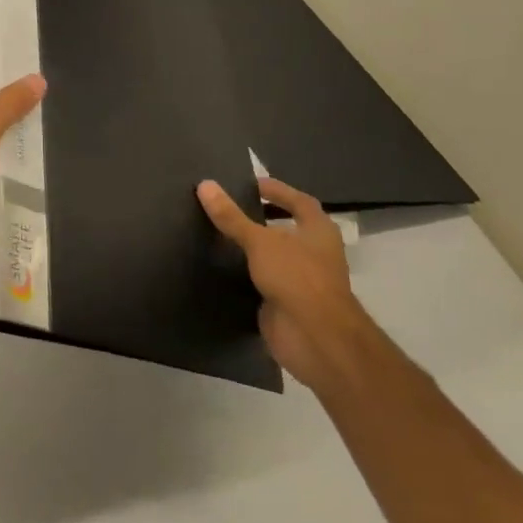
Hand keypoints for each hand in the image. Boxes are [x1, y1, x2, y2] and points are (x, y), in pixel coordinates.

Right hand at [198, 175, 380, 395]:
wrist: (316, 338)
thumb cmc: (296, 277)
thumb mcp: (260, 241)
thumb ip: (231, 216)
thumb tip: (205, 184)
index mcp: (318, 231)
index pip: (300, 202)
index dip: (278, 190)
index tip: (251, 184)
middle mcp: (315, 253)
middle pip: (287, 229)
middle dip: (262, 218)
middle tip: (230, 206)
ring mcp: (302, 280)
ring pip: (274, 256)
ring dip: (253, 247)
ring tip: (219, 232)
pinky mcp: (287, 303)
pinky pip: (263, 281)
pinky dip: (246, 273)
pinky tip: (221, 266)